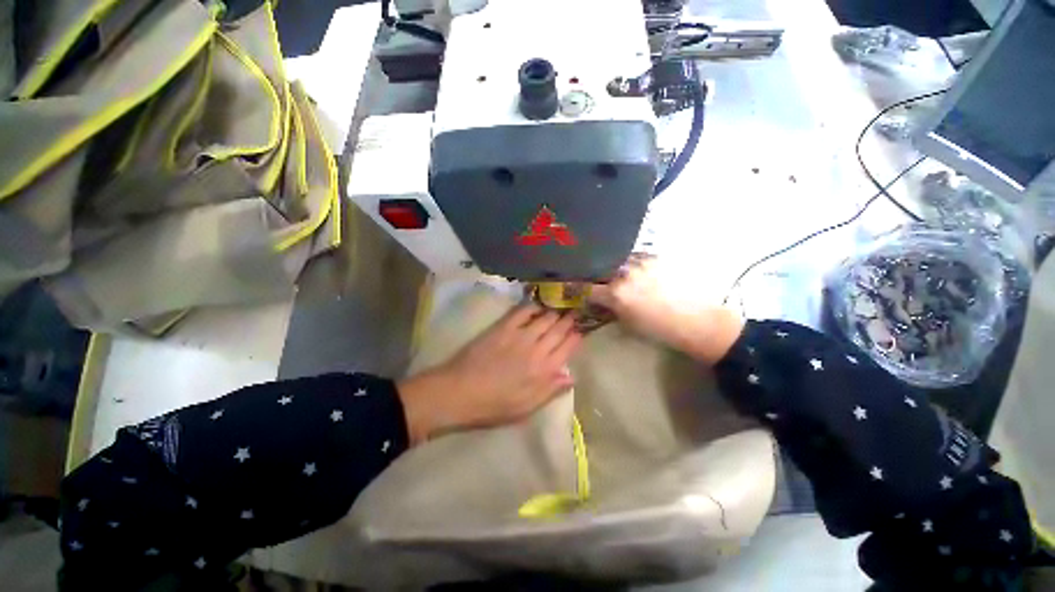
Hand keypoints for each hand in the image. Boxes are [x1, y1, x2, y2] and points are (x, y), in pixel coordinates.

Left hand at [397, 305, 582, 443]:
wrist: (460, 392)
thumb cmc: (494, 405)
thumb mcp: (526, 408)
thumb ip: (550, 391)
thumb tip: (572, 376)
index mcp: (544, 371)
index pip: (568, 348)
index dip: (576, 337)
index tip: (581, 329)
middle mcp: (537, 349)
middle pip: (559, 329)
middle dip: (570, 320)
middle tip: (576, 310)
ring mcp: (520, 335)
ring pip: (545, 318)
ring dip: (556, 310)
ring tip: (563, 304)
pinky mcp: (504, 327)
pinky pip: (523, 311)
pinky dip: (533, 305)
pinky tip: (539, 303)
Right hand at [589, 256, 744, 364]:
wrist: (698, 320)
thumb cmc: (660, 329)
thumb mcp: (628, 323)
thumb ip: (609, 308)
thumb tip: (599, 301)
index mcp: (616, 294)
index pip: (585, 287)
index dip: (576, 287)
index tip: (571, 287)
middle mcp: (625, 274)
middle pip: (599, 268)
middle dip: (594, 274)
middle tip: (595, 278)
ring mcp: (641, 262)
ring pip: (616, 259)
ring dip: (611, 265)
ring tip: (615, 272)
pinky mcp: (656, 257)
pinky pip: (634, 255)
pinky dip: (629, 261)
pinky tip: (634, 268)